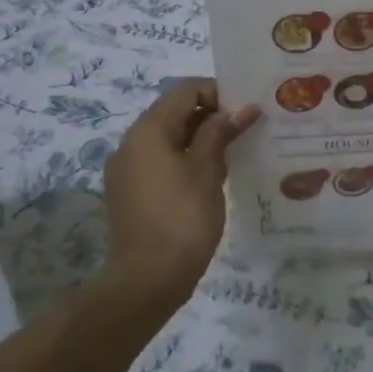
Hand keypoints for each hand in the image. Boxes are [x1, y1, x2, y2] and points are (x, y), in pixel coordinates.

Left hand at [102, 79, 259, 306]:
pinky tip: (212, 177)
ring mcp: (127, 170)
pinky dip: (185, 160)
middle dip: (210, 115)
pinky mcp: (130, 194)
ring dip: (199, 139)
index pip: (184, 91)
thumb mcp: (207, 169)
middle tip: (246, 128)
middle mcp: (130, 144)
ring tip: (234, 152)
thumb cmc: (182, 217)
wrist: (147, 280)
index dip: (217, 92)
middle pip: (174, 113)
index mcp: (147, 131)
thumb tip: (243, 108)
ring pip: (168, 139)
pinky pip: (160, 162)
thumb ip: (221, 132)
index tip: (246, 108)